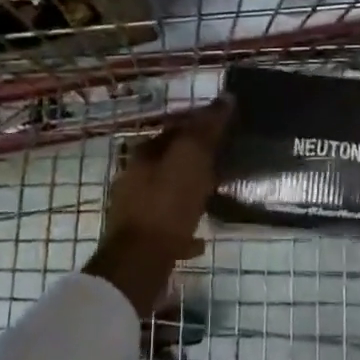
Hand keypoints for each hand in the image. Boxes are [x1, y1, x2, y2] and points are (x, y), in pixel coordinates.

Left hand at [85, 98, 232, 318]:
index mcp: (144, 155)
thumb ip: (207, 129)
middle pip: (169, 162)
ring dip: (189, 193)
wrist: (139, 263)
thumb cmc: (166, 205)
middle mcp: (134, 178)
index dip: (199, 126)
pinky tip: (200, 239)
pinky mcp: (141, 239)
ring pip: (167, 193)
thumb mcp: (191, 159)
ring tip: (214, 199)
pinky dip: (184, 228)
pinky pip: (167, 226)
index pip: (174, 130)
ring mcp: (134, 210)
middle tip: (224, 164)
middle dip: (194, 161)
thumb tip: (225, 97)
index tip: (224, 130)